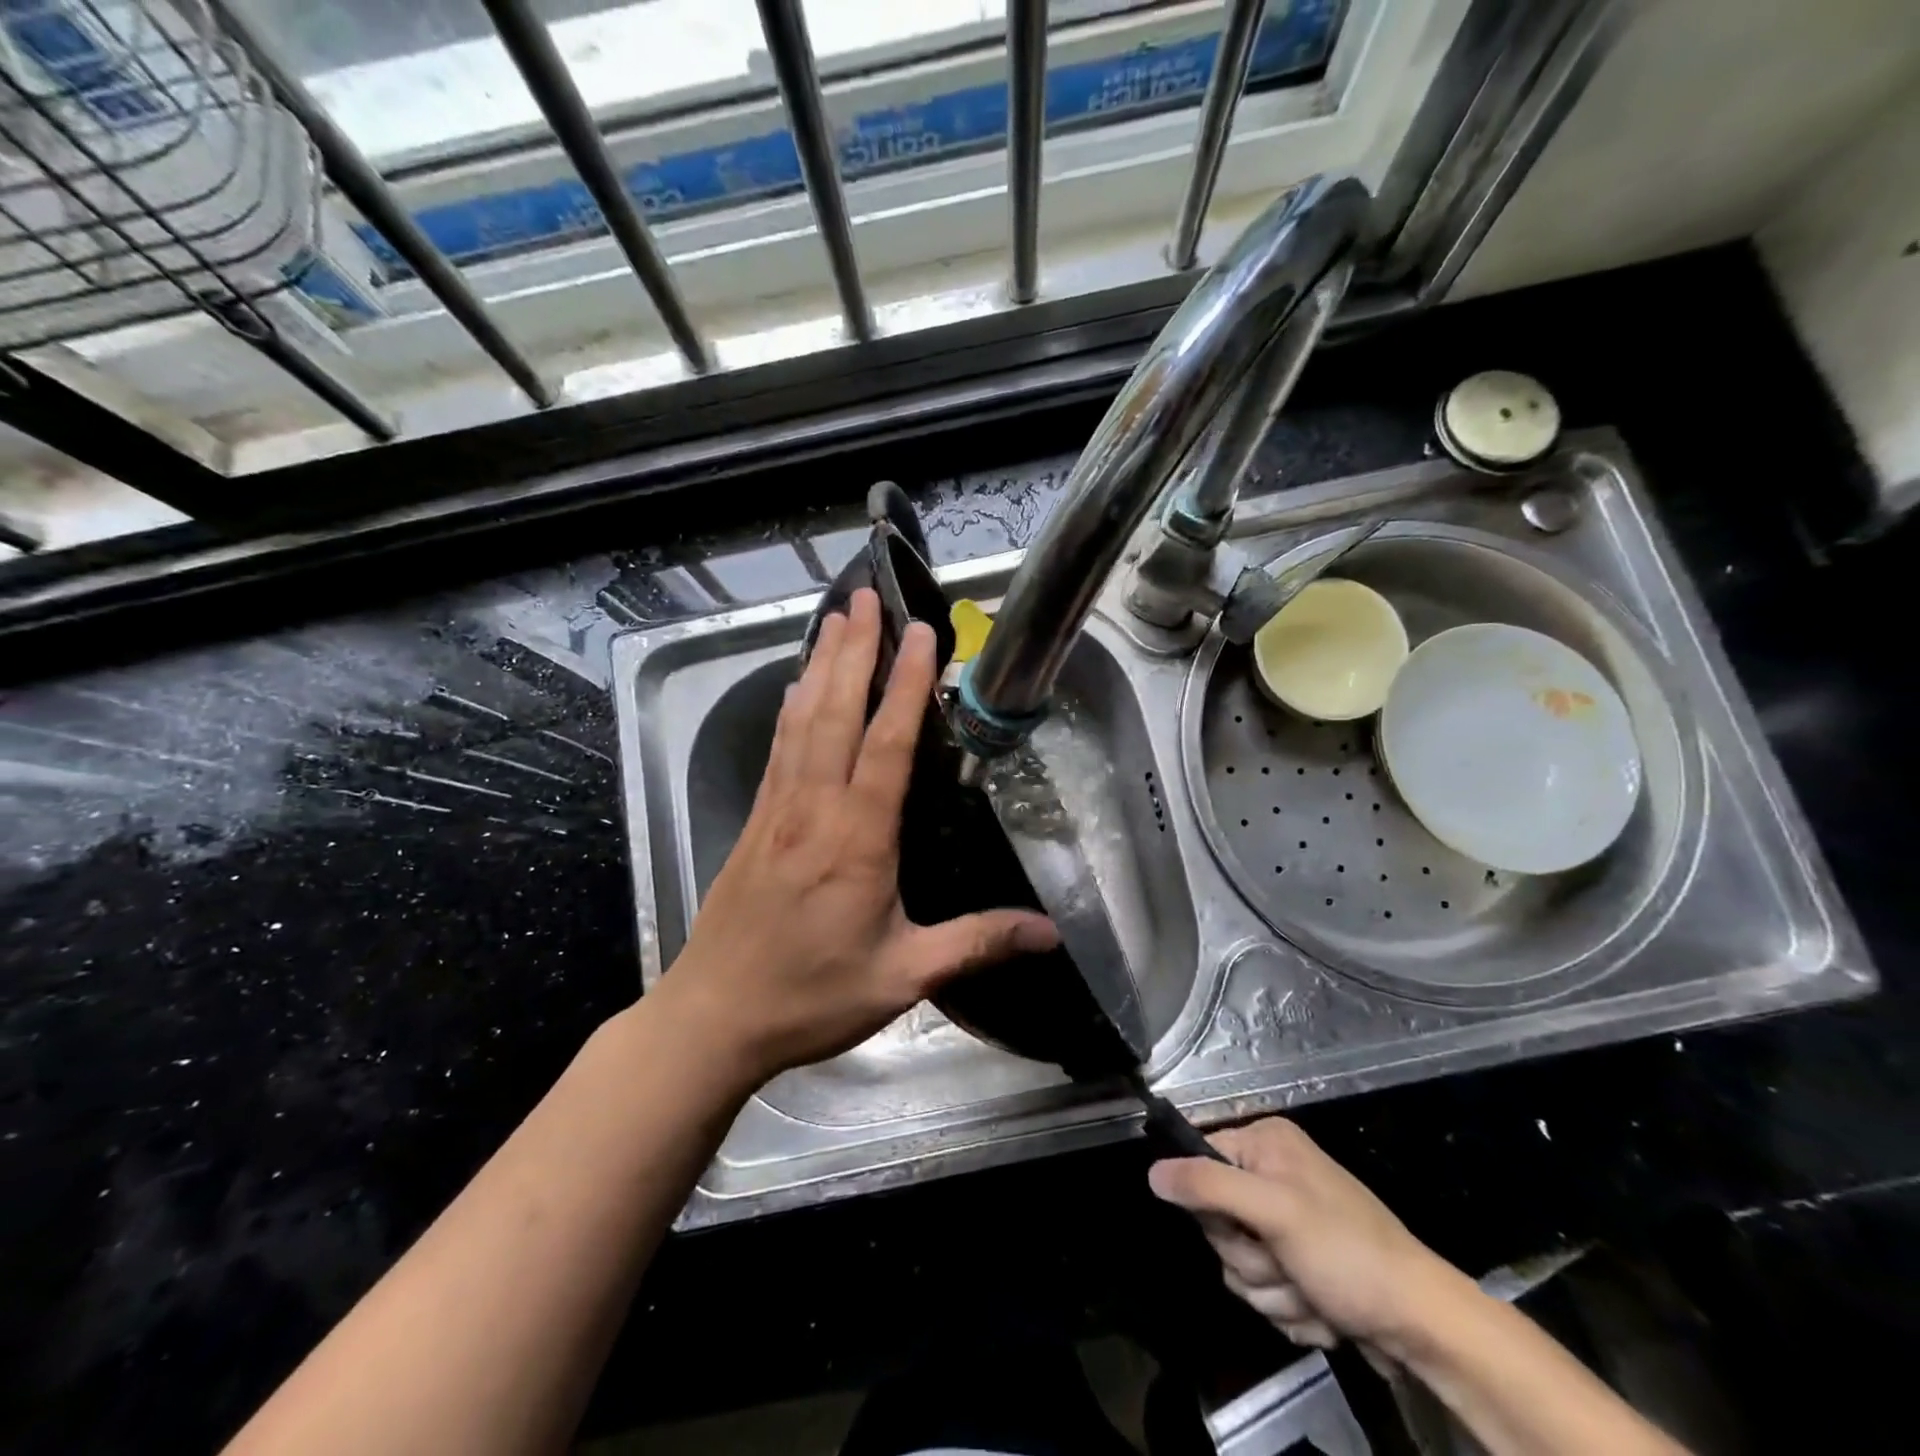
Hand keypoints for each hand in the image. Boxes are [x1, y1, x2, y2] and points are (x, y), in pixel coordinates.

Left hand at [661, 588, 1058, 1083]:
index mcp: (857, 839)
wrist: (715, 1017)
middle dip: (854, 650)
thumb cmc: (812, 996)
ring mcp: (777, 809)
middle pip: (834, 712)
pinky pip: (778, 748)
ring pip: (801, 720)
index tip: (921, 633)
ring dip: (819, 665)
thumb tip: (1050, 933)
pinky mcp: (754, 821)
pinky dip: (790, 707)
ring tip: (834, 618)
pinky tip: (795, 686)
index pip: (887, 744)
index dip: (906, 685)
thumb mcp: (904, 977)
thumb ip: (976, 944)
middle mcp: (814, 808)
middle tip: (867, 597)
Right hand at [1150, 1117, 1467, 1356]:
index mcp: (1265, 1144)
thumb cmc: (1347, 1253)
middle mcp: (1271, 1174)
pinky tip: (1323, 1311)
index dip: (1212, 1206)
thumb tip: (1151, 1172)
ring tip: (1313, 1293)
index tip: (1243, 1228)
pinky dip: (1291, 1308)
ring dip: (1272, 1291)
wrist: (1423, 1324)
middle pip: (1216, 1222)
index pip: (1199, 1162)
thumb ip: (1208, 1187)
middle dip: (1250, 1259)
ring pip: (1239, 1264)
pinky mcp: (1299, 1265)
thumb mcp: (1274, 1212)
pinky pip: (1265, 1290)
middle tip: (1285, 1264)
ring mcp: (1286, 1223)